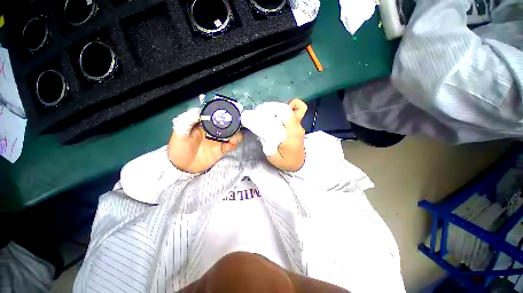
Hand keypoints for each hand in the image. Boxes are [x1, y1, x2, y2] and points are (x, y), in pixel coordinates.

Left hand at [167, 108, 242, 173]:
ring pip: (232, 134)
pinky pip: (231, 145)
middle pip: (227, 125)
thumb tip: (199, 110)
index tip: (229, 113)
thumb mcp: (180, 132)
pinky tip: (232, 143)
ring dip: (236, 134)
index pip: (216, 116)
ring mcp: (219, 140)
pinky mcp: (222, 149)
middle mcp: (213, 131)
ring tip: (234, 137)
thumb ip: (188, 120)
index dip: (223, 114)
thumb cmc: (179, 148)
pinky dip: (234, 143)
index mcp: (204, 124)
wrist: (182, 167)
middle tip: (236, 126)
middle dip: (234, 124)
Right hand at [241, 99, 306, 171]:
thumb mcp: (273, 156)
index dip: (274, 109)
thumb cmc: (286, 162)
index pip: (286, 114)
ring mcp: (299, 125)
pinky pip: (296, 111)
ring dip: (280, 108)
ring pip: (293, 107)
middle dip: (274, 108)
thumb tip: (261, 129)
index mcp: (292, 134)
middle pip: (289, 108)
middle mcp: (297, 127)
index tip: (262, 113)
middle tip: (263, 114)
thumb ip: (267, 142)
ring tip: (270, 114)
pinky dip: (288, 108)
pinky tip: (278, 115)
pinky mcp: (297, 125)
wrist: (298, 164)